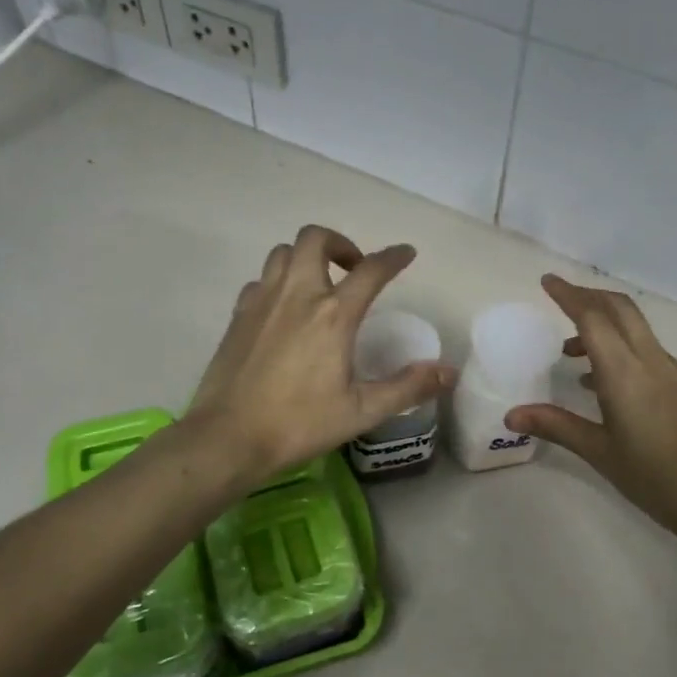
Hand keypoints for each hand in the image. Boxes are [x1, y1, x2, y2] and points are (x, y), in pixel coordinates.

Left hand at [188, 225, 454, 481]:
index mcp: (333, 315)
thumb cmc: (299, 424)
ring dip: (306, 258)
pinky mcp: (237, 315)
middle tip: (353, 270)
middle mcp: (297, 295)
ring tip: (319, 285)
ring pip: (283, 252)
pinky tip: (284, 310)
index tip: (406, 254)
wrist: (228, 438)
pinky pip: (261, 280)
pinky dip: (279, 282)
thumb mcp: (362, 411)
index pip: (371, 270)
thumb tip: (449, 371)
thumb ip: (408, 387)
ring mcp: (262, 301)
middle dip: (340, 243)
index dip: (393, 257)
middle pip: (315, 239)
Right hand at [505, 275, 676, 544]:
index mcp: (624, 372)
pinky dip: (622, 347)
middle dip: (589, 297)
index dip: (568, 295)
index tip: (547, 281)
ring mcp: (673, 371)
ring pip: (636, 328)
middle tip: (560, 301)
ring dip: (604, 324)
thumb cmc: (654, 478)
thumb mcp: (599, 452)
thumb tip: (511, 414)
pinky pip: (647, 350)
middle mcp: (651, 360)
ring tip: (572, 353)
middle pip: (620, 309)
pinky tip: (605, 382)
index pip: (592, 317)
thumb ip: (556, 426)